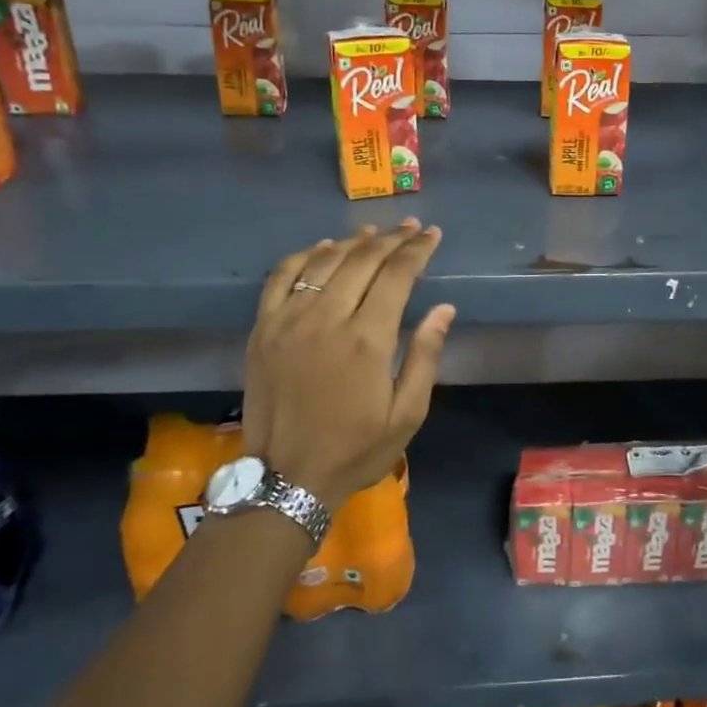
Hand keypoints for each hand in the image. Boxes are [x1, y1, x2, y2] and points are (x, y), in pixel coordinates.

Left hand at [243, 221, 454, 509]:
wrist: (287, 478)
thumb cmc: (355, 449)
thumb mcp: (407, 414)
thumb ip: (425, 357)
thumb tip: (444, 309)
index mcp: (367, 339)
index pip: (397, 275)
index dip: (417, 250)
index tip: (433, 235)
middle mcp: (327, 319)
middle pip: (362, 260)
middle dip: (391, 239)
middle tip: (411, 228)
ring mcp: (288, 321)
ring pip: (324, 262)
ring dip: (352, 242)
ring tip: (374, 231)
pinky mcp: (262, 329)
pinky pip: (281, 277)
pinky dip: (304, 256)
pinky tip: (322, 249)